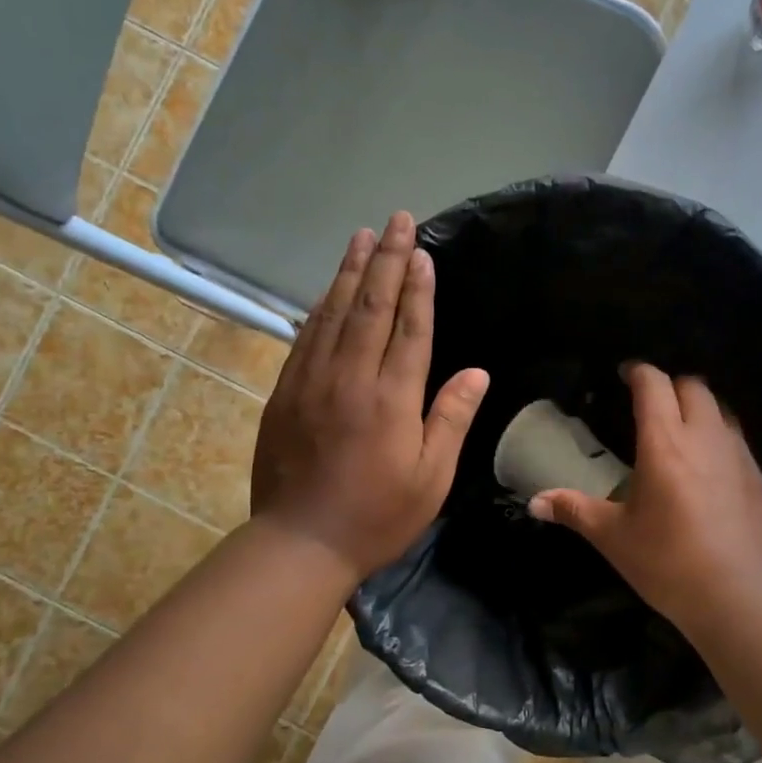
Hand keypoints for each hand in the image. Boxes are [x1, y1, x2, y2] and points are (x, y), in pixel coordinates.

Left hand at [252, 212, 488, 583]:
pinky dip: (320, 307)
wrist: (300, 542)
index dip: (417, 287)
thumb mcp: (430, 478)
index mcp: (391, 399)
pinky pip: (305, 336)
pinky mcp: (285, 393)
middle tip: (395, 220)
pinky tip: (328, 290)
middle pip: (370, 306)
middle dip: (384, 259)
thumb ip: (451, 419)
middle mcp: (349, 378)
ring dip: (349, 271)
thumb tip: (476, 372)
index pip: (408, 328)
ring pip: (332, 313)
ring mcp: (311, 382)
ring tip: (361, 236)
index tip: (421, 250)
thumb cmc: (377, 516)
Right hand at [531, 363, 761, 631]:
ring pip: (721, 410)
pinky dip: (720, 437)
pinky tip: (709, 468)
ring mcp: (740, 455)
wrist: (741, 596)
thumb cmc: (668, 562)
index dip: (638, 372)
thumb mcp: (614, 537)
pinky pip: (738, 440)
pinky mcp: (761, 478)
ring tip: (681, 430)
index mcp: (665, 442)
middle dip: (671, 385)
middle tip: (651, 404)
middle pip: (693, 386)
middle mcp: (706, 437)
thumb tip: (535, 503)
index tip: (625, 374)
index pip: (654, 384)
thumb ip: (574, 511)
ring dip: (699, 408)